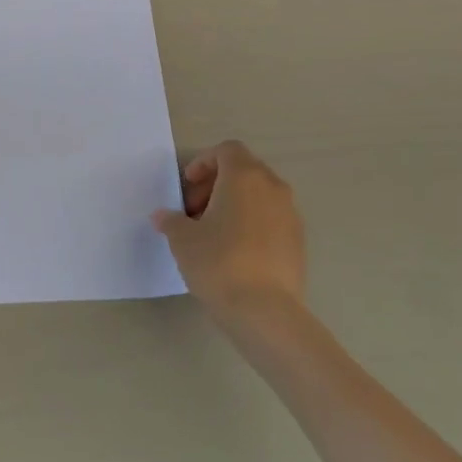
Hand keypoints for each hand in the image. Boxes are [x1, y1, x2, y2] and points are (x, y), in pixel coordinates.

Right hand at [153, 141, 306, 318]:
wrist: (264, 311)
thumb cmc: (218, 263)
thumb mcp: (182, 239)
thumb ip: (171, 221)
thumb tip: (164, 216)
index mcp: (245, 177)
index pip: (227, 150)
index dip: (204, 163)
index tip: (187, 186)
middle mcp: (273, 188)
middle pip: (244, 170)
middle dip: (216, 185)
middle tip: (194, 211)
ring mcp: (290, 215)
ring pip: (259, 195)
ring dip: (234, 204)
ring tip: (212, 233)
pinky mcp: (298, 241)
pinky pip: (270, 218)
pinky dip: (251, 223)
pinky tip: (233, 252)